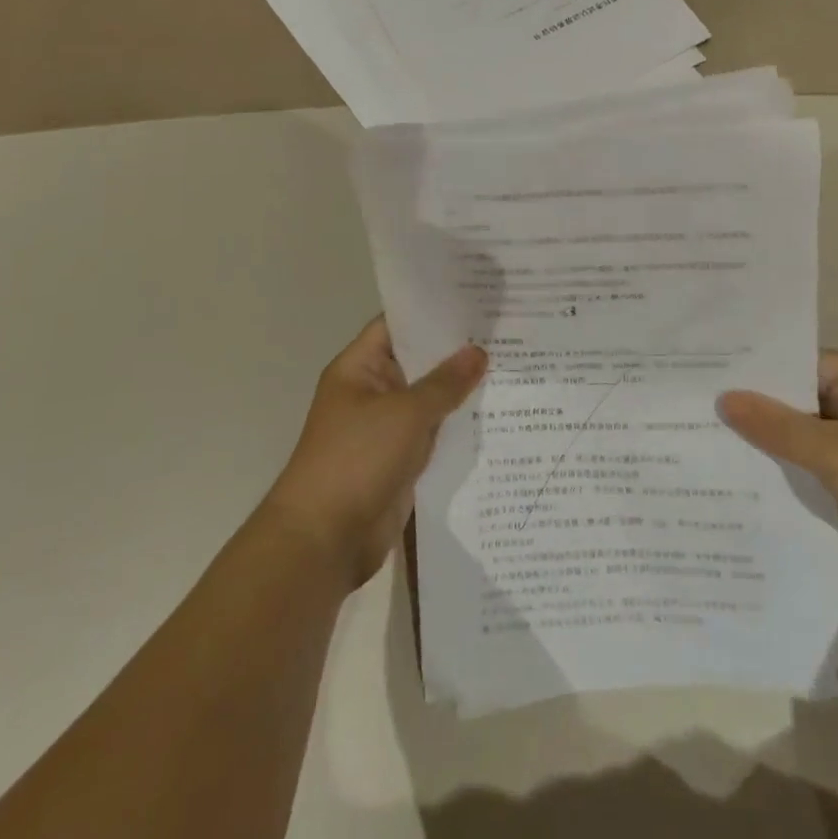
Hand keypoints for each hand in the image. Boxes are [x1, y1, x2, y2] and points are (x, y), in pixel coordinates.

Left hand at [262, 319, 486, 588]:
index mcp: (359, 368)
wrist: (326, 539)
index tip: (475, 300)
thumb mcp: (406, 413)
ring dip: (461, 389)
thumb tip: (478, 351)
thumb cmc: (357, 459)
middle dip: (455, 350)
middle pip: (417, 361)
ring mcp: (386, 427)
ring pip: (429, 398)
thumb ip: (444, 382)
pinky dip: (458, 424)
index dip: (432, 312)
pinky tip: (496, 413)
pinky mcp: (400, 459)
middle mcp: (372, 392)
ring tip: (511, 365)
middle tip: (505, 330)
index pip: (398, 325)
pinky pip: (433, 432)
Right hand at [719, 353, 837, 603]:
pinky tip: (748, 477)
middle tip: (700, 407)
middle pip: (802, 399)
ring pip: (808, 435)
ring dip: (773, 443)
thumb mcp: (834, 451)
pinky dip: (792, 470)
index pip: (801, 363)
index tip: (710, 374)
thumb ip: (777, 425)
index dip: (758, 370)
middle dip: (759, 408)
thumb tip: (725, 399)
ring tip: (712, 438)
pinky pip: (819, 466)